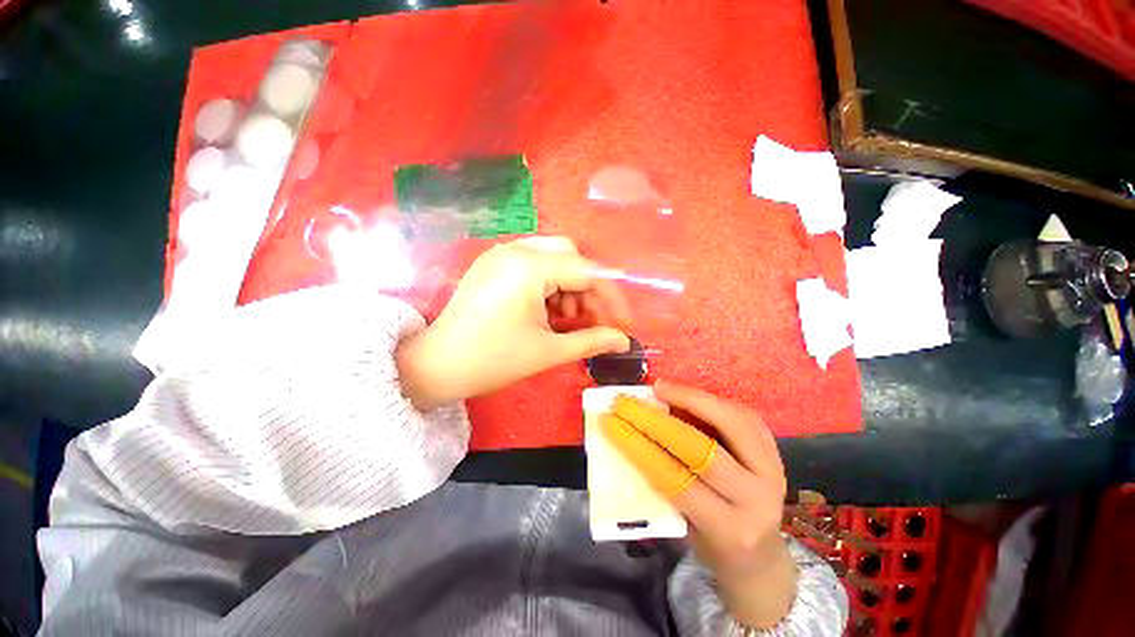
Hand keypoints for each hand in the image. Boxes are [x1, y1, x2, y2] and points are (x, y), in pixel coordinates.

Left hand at [397, 237, 631, 410]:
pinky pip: (534, 262)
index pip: (588, 271)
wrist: (437, 366)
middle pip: (572, 256)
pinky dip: (550, 283)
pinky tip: (548, 309)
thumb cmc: (493, 361)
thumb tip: (624, 341)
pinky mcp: (494, 262)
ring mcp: (501, 253)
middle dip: (589, 288)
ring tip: (568, 318)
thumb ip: (592, 340)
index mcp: (529, 268)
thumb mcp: (549, 352)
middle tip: (592, 320)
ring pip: (554, 257)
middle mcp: (516, 249)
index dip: (612, 297)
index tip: (623, 324)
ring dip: (570, 285)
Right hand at [602, 380, 795, 628]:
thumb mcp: (683, 524)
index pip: (676, 480)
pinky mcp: (776, 450)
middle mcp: (756, 499)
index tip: (612, 424)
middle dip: (658, 421)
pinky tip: (684, 393)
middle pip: (703, 451)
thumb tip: (633, 435)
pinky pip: (742, 414)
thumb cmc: (711, 540)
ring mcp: (772, 471)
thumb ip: (662, 482)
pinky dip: (709, 400)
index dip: (640, 448)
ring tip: (659, 388)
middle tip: (630, 402)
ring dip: (689, 399)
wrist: (758, 551)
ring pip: (730, 422)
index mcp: (728, 528)